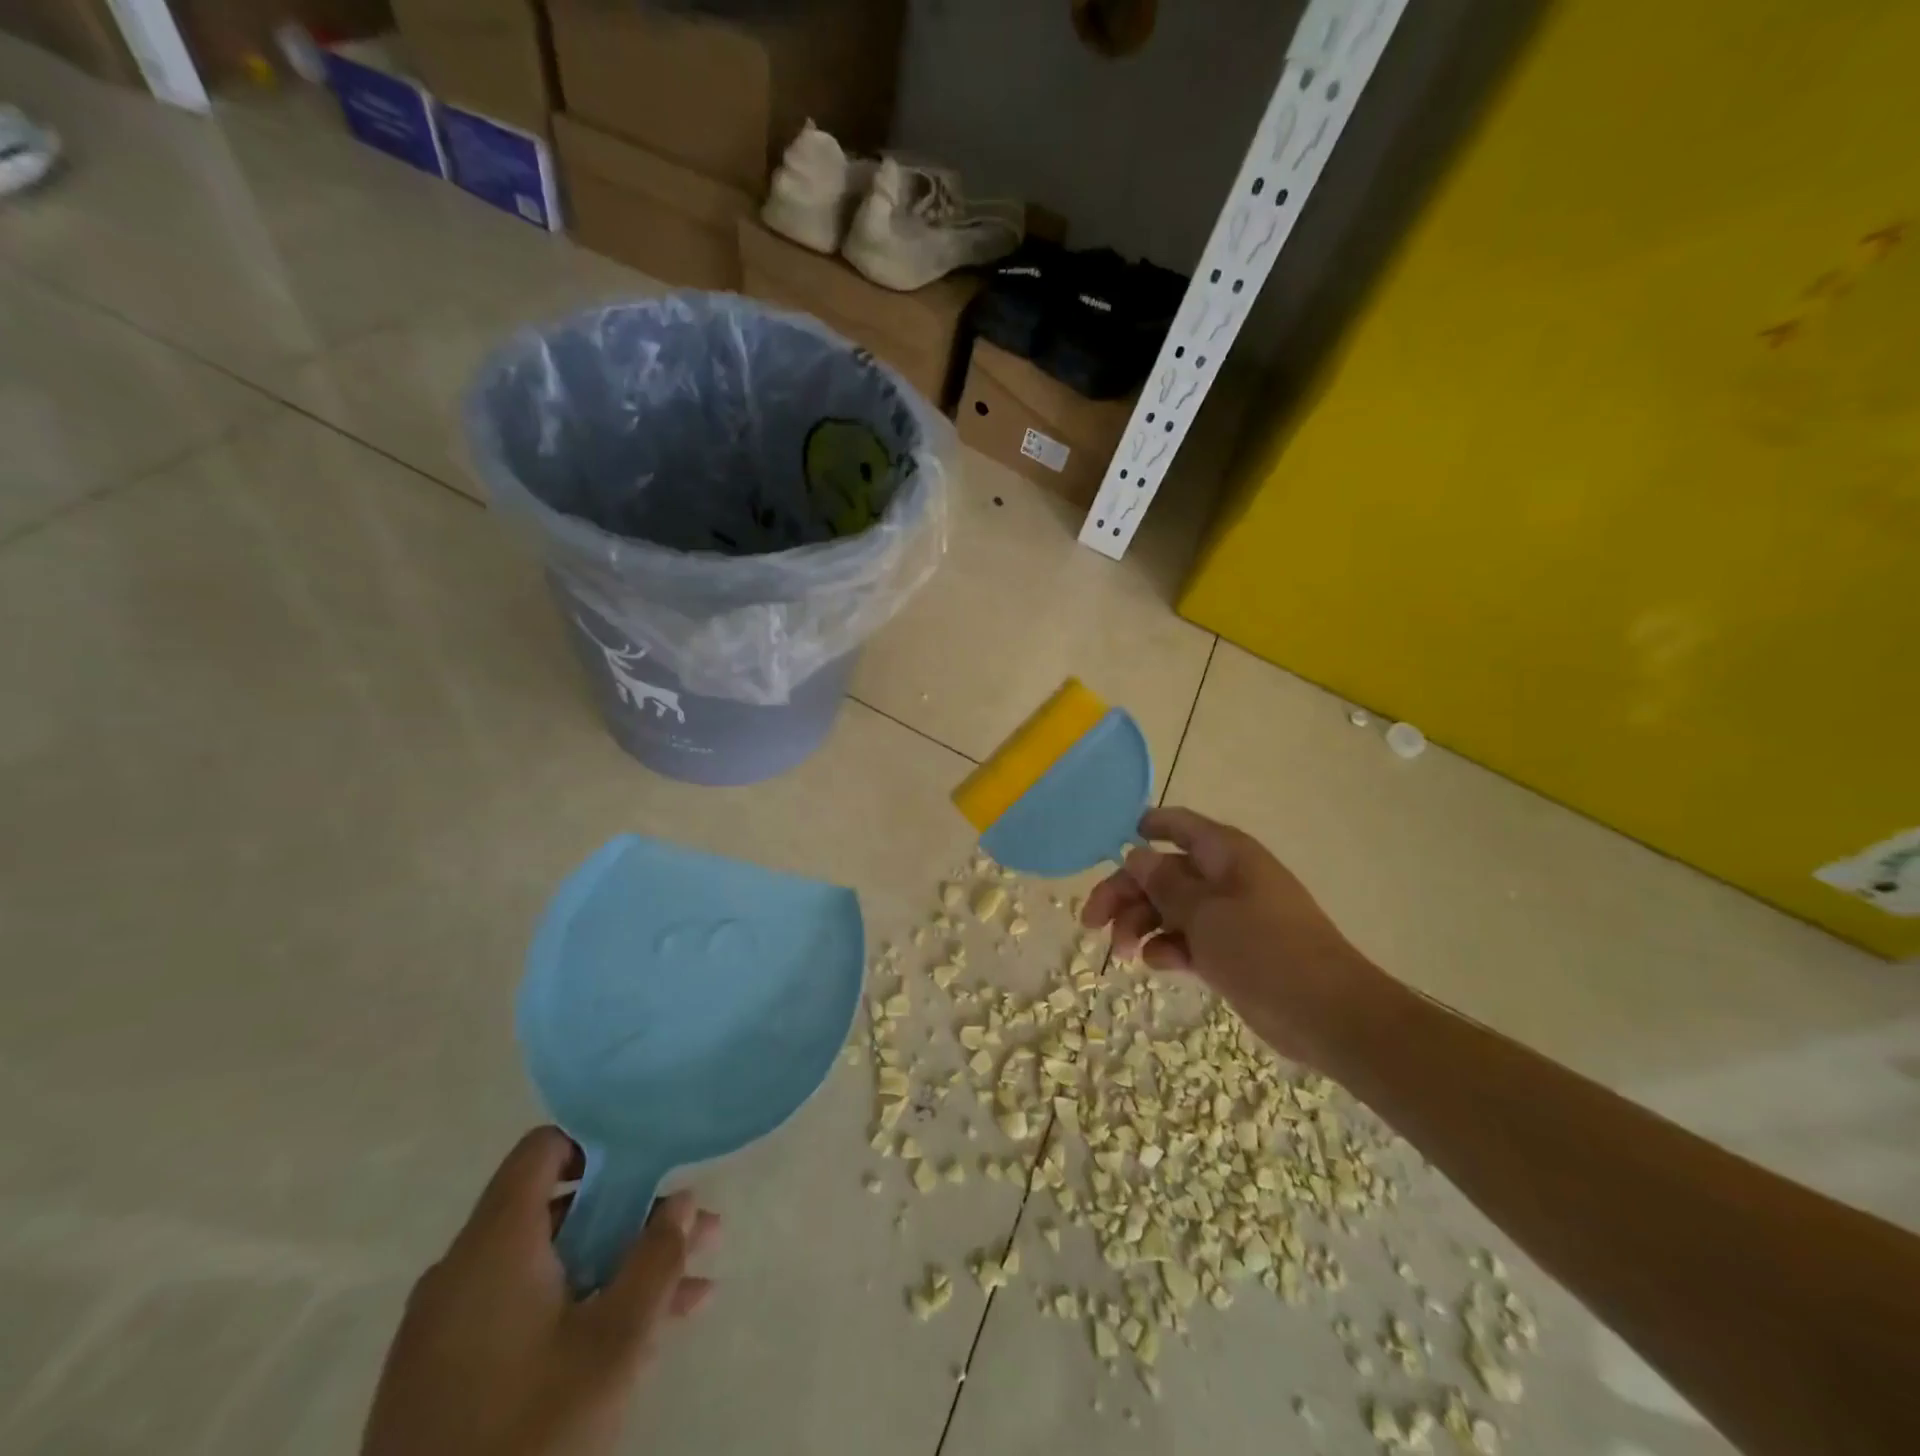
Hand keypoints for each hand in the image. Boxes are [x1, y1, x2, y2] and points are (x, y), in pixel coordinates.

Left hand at [361, 1128, 717, 1455]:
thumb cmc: (529, 1433)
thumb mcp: (615, 1344)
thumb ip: (656, 1260)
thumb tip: (683, 1199)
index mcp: (493, 1245)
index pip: (543, 1149)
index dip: (599, 1145)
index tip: (649, 1168)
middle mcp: (462, 1271)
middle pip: (558, 1212)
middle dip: (634, 1220)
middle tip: (696, 1235)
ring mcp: (446, 1328)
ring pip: (549, 1268)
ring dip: (618, 1270)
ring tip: (692, 1290)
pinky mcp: (443, 1377)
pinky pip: (521, 1312)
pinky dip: (577, 1308)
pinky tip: (644, 1337)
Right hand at [1081, 807, 1379, 1066]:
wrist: (1327, 1014)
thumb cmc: (1264, 949)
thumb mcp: (1205, 913)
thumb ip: (1165, 883)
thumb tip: (1135, 855)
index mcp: (1226, 855)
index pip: (1179, 826)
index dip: (1146, 828)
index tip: (1112, 842)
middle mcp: (1226, 878)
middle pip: (1163, 873)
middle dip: (1126, 893)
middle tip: (1091, 921)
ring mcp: (1229, 916)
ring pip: (1170, 909)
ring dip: (1140, 925)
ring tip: (1122, 953)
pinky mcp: (1231, 951)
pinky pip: (1187, 939)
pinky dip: (1168, 949)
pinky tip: (1156, 965)